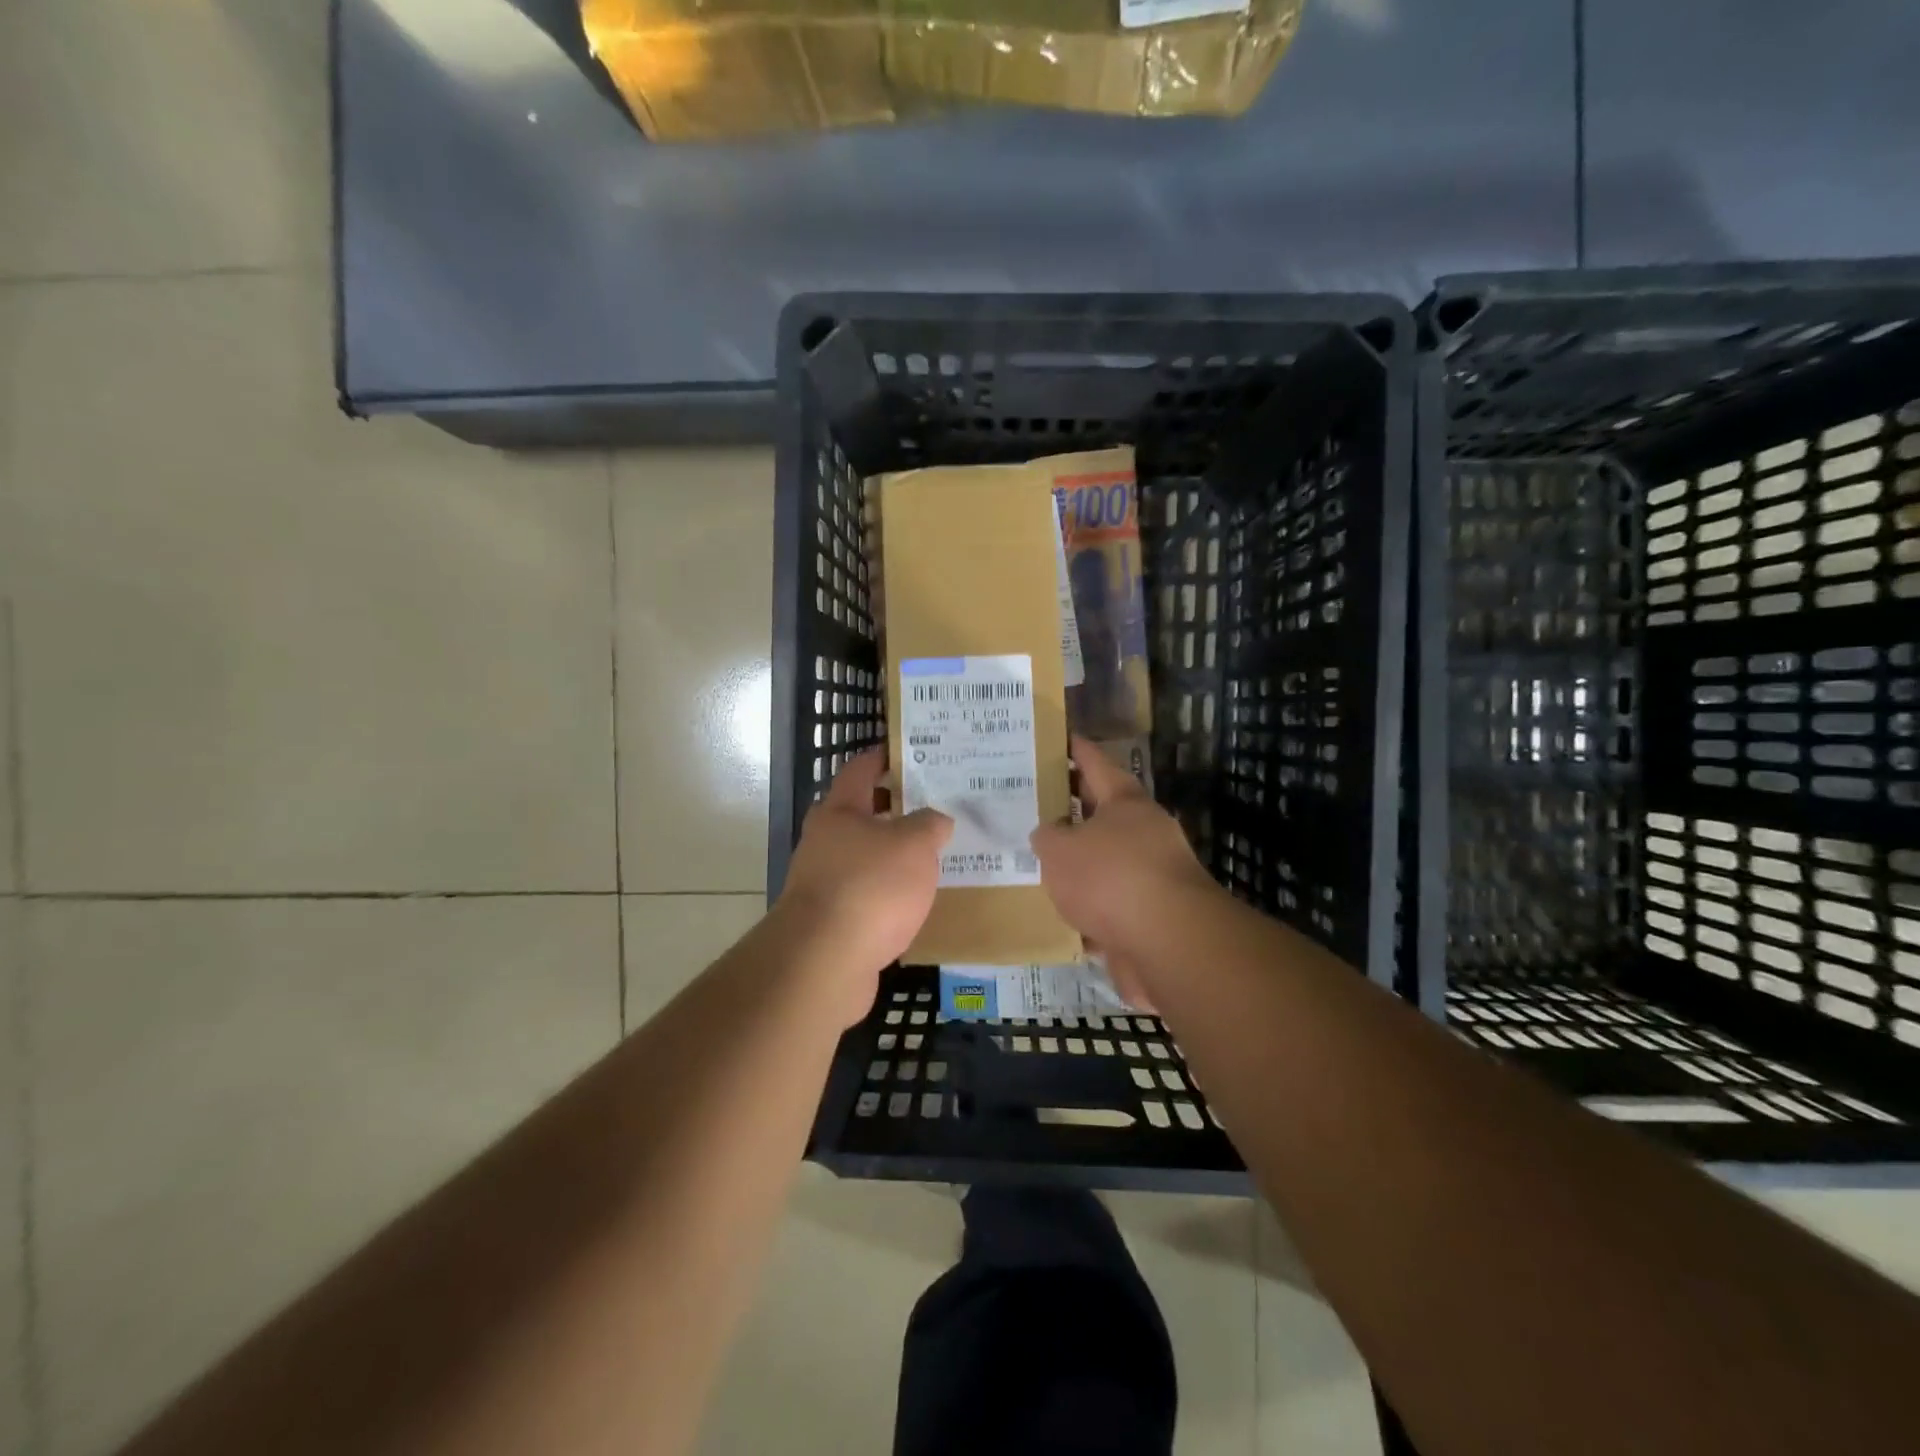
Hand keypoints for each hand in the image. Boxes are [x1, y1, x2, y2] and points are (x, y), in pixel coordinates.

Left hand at [777, 748, 951, 1019]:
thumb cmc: (870, 886)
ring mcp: (824, 881)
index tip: (907, 751)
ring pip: (865, 856)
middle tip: (935, 805)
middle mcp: (825, 841)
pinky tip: (915, 900)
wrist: (824, 960)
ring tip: (934, 854)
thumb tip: (936, 820)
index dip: (882, 757)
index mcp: (839, 811)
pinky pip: (867, 893)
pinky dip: (889, 891)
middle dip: (896, 808)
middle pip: (862, 814)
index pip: (860, 770)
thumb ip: (930, 825)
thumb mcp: (914, 845)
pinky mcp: (831, 919)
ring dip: (893, 853)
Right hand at [1030, 736, 1220, 958]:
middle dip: (1071, 808)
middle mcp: (1145, 832)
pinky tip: (1061, 914)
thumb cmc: (1111, 878)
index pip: (1096, 763)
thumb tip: (1049, 835)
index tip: (1059, 738)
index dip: (1076, 749)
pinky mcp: (1152, 916)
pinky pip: (1111, 902)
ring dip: (1080, 862)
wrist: (1169, 943)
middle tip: (1035, 803)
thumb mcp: (1060, 850)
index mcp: (1125, 802)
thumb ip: (1047, 838)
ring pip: (1107, 860)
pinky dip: (1089, 906)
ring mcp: (1153, 875)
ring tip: (1040, 862)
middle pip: (1103, 812)